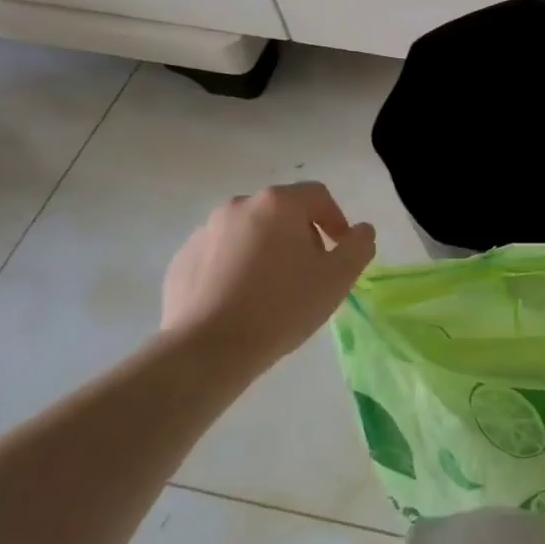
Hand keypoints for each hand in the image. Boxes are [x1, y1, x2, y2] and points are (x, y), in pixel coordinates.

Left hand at [161, 183, 374, 374]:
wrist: (208, 348)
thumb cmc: (282, 306)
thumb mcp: (338, 278)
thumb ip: (358, 246)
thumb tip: (362, 230)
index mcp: (277, 204)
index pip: (317, 195)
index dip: (336, 219)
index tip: (340, 251)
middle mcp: (238, 206)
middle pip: (281, 212)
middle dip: (301, 236)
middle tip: (310, 273)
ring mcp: (204, 232)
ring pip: (249, 233)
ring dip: (267, 252)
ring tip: (274, 291)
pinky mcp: (182, 260)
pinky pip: (220, 255)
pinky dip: (236, 269)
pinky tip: (242, 301)